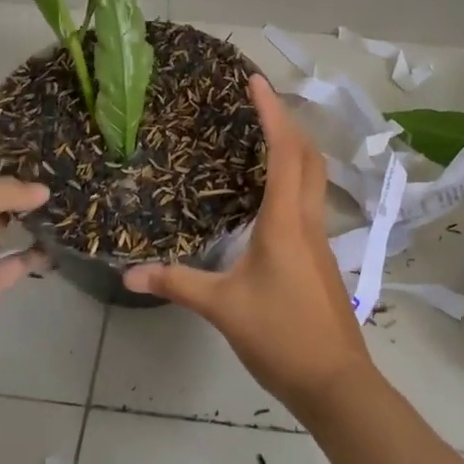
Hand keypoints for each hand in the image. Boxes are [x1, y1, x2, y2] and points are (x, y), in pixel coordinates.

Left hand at [0, 132, 48, 387]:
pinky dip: (38, 252)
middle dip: (21, 168)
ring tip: (70, 189)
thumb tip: (42, 190)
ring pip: (6, 220)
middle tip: (62, 152)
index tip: (29, 115)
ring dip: (32, 208)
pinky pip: (16, 261)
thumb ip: (4, 190)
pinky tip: (64, 240)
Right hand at [124, 76, 372, 419]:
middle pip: (308, 155)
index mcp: (286, 221)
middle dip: (287, 121)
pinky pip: (309, 200)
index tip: (256, 81)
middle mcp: (308, 219)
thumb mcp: (222, 308)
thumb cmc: (280, 337)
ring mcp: (320, 238)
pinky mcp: (321, 257)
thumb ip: (176, 283)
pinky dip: (293, 179)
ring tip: (263, 136)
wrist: (335, 382)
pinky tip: (269, 195)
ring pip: (314, 177)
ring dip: (294, 148)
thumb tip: (128, 273)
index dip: (271, 112)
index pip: (283, 151)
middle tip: (258, 101)